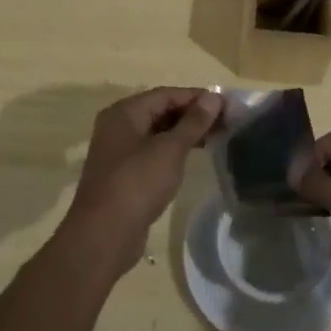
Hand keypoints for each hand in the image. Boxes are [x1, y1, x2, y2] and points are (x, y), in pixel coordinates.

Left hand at [57, 87, 222, 278]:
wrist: (103, 236)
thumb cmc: (137, 184)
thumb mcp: (170, 150)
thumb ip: (193, 122)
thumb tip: (214, 97)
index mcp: (124, 112)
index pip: (166, 94)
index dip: (197, 97)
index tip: (226, 105)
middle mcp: (118, 126)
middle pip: (161, 111)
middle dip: (192, 115)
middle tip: (226, 122)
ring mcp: (119, 151)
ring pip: (157, 132)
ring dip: (185, 133)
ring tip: (216, 137)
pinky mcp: (124, 174)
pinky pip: (153, 152)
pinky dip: (173, 150)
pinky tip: (193, 157)